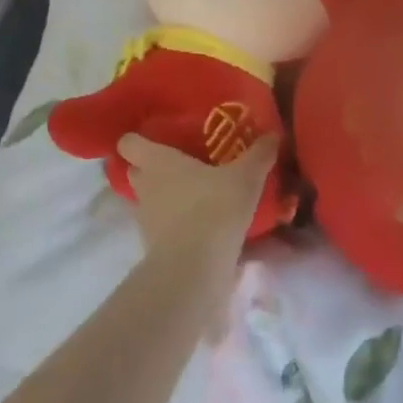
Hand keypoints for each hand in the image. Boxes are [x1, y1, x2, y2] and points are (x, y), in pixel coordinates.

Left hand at [117, 133, 278, 249]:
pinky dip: (174, 225)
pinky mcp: (153, 247)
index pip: (129, 142)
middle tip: (181, 164)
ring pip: (148, 200)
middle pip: (136, 170)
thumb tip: (273, 134)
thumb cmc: (214, 207)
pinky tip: (199, 225)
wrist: (195, 268)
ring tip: (193, 196)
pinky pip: (161, 227)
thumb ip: (259, 154)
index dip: (138, 139)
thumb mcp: (245, 177)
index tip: (156, 137)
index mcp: (158, 161)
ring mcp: (145, 219)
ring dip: (164, 198)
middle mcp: (144, 186)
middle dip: (153, 168)